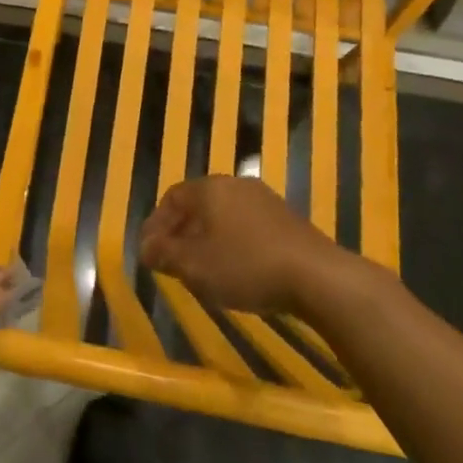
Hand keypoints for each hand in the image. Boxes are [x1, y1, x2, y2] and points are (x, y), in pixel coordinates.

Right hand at [140, 177, 338, 314]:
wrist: (317, 277)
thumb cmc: (245, 266)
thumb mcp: (194, 266)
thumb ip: (164, 254)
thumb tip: (145, 247)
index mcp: (209, 188)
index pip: (172, 197)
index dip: (156, 224)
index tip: (150, 252)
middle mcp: (236, 184)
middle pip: (199, 204)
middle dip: (182, 232)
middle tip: (174, 261)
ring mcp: (265, 200)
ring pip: (224, 215)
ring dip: (209, 238)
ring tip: (204, 269)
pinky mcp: (288, 220)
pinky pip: (248, 226)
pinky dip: (234, 243)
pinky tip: (238, 270)